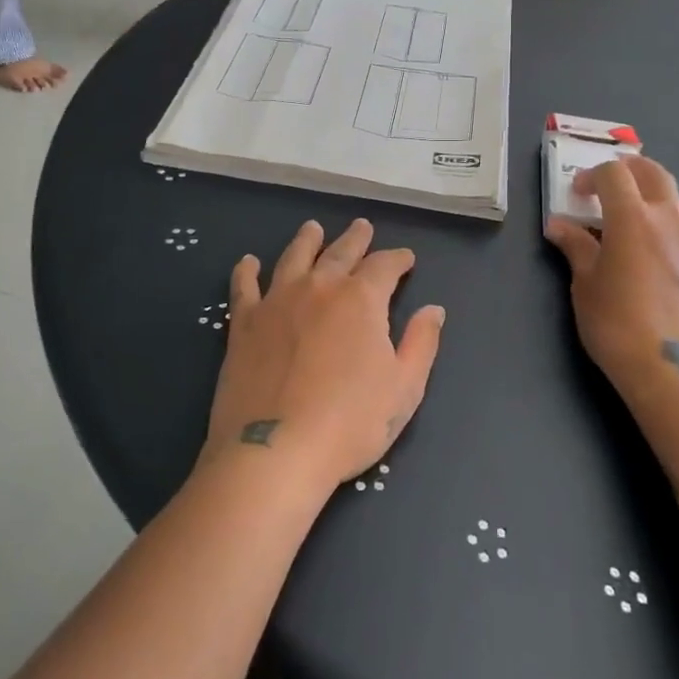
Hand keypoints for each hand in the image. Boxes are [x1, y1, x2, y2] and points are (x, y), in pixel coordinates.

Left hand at [201, 219, 444, 490]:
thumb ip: (421, 343)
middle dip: (356, 239)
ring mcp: (277, 302)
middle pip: (340, 252)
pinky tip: (248, 262)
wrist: (276, 451)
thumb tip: (434, 309)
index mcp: (361, 299)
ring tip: (313, 228)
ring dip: (307, 240)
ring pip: (294, 258)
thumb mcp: (404, 388)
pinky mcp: (243, 324)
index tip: (405, 259)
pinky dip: (246, 271)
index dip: (398, 259)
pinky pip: (244, 287)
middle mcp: (319, 288)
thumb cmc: (350, 422)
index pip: (384, 265)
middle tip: (362, 226)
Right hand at [545, 157, 678, 403]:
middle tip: (609, 185)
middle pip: (653, 173)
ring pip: (678, 199)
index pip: (613, 174)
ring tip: (636, 218)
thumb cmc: (617, 323)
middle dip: (628, 170)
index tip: (577, 194)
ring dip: (655, 196)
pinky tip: (657, 250)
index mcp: (633, 217)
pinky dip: (671, 224)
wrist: (672, 368)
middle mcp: (668, 218)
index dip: (591, 176)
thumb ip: (575, 247)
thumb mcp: (585, 284)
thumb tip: (558, 225)